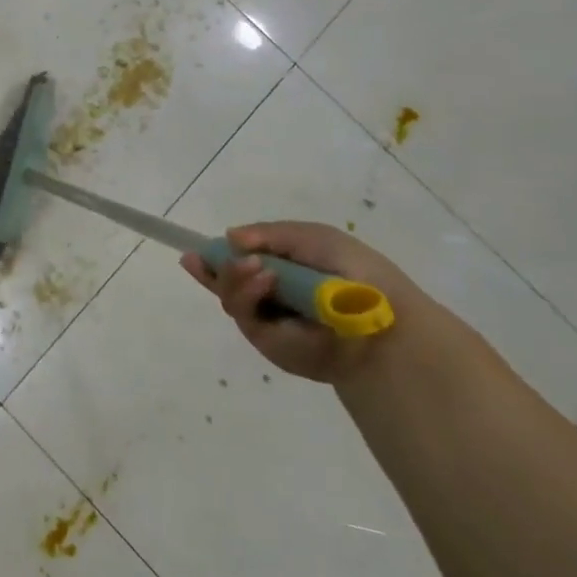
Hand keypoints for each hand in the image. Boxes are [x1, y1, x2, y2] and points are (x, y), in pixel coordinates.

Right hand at [179, 221, 420, 383]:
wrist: (384, 320)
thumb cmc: (356, 273)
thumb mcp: (312, 237)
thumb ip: (269, 234)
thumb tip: (229, 238)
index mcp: (283, 271)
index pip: (240, 262)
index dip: (215, 257)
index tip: (192, 252)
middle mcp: (271, 296)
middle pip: (226, 281)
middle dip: (217, 266)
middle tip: (218, 255)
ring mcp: (268, 321)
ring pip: (229, 297)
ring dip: (233, 277)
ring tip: (256, 268)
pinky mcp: (268, 342)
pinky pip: (243, 315)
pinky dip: (247, 294)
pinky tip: (263, 280)